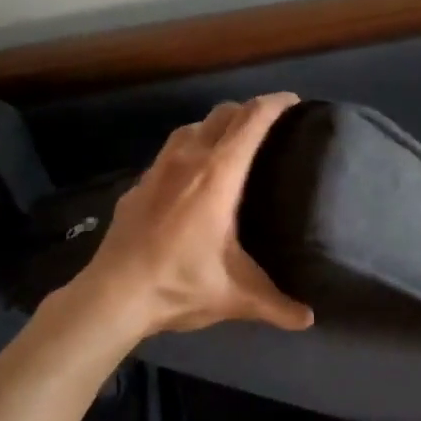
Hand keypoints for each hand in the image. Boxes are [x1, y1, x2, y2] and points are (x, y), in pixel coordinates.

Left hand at [74, 93, 316, 339]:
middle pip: (223, 113)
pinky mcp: (138, 184)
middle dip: (249, 111)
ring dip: (216, 126)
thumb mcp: (237, 297)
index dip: (276, 104)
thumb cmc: (179, 285)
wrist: (112, 295)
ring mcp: (158, 168)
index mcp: (218, 174)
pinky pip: (170, 151)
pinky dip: (190, 149)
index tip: (295, 102)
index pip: (252, 120)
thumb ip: (277, 305)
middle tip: (271, 127)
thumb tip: (309, 318)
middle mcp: (188, 158)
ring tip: (233, 146)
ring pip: (192, 126)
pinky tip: (192, 178)